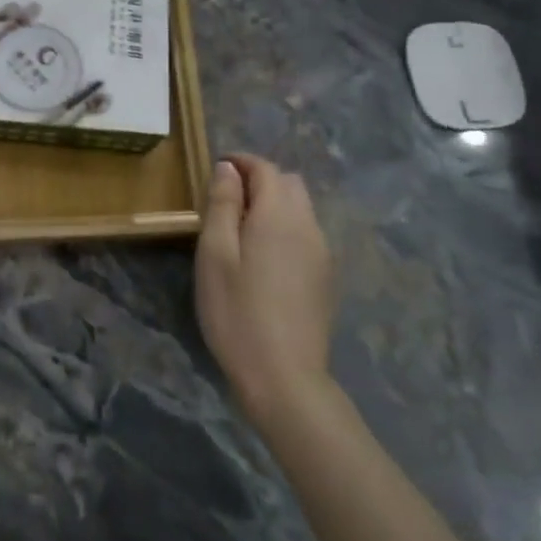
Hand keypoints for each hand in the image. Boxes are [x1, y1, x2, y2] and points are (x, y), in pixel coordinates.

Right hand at [195, 153, 337, 434]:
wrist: (284, 378)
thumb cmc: (237, 312)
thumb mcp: (215, 255)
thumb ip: (222, 204)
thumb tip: (228, 168)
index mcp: (280, 215)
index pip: (266, 168)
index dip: (240, 162)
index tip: (215, 170)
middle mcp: (308, 226)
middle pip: (289, 184)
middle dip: (259, 180)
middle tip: (225, 200)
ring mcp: (322, 254)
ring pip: (301, 209)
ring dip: (273, 205)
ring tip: (241, 229)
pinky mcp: (325, 278)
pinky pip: (305, 234)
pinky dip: (284, 228)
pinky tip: (263, 258)